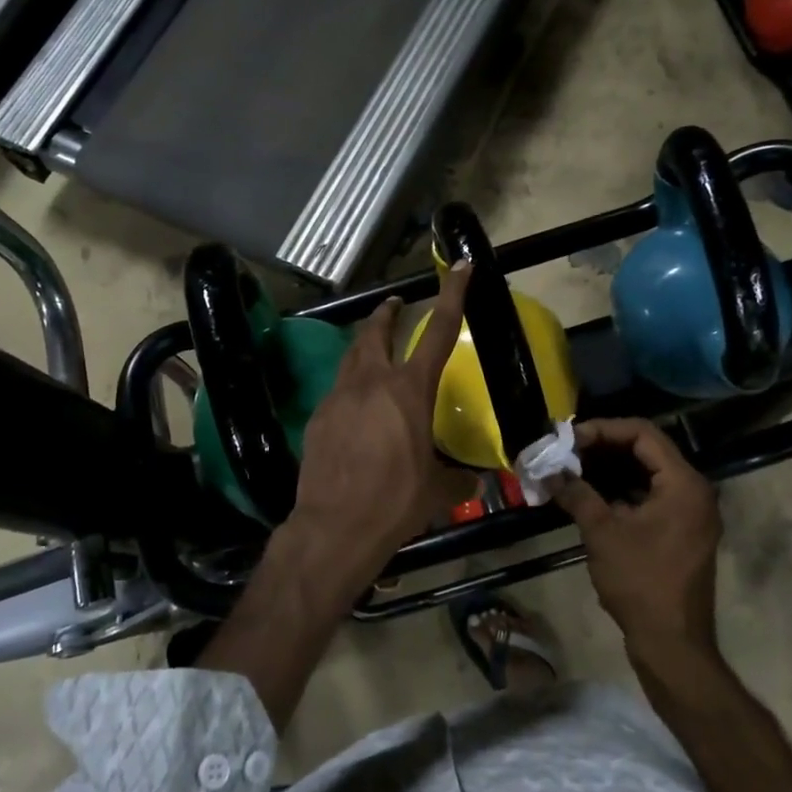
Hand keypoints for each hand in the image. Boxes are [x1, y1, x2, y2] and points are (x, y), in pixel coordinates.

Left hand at [286, 262, 476, 598]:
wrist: (335, 526)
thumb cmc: (395, 502)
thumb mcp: (439, 490)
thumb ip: (459, 476)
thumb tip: (474, 478)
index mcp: (409, 390)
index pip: (437, 330)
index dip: (452, 294)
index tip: (458, 265)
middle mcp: (372, 382)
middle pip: (377, 331)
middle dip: (387, 312)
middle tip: (394, 305)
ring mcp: (339, 396)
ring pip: (352, 356)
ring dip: (364, 343)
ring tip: (372, 344)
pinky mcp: (318, 416)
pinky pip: (337, 389)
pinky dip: (350, 384)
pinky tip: (355, 404)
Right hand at [549, 417, 722, 662]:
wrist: (671, 643)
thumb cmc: (640, 582)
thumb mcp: (602, 532)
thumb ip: (577, 494)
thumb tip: (549, 471)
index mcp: (683, 484)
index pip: (643, 434)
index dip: (603, 429)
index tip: (569, 439)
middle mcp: (694, 491)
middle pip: (646, 450)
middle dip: (603, 448)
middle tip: (566, 452)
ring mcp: (690, 513)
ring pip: (647, 474)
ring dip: (610, 469)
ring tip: (572, 470)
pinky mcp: (681, 531)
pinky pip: (650, 496)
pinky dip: (621, 490)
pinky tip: (590, 495)